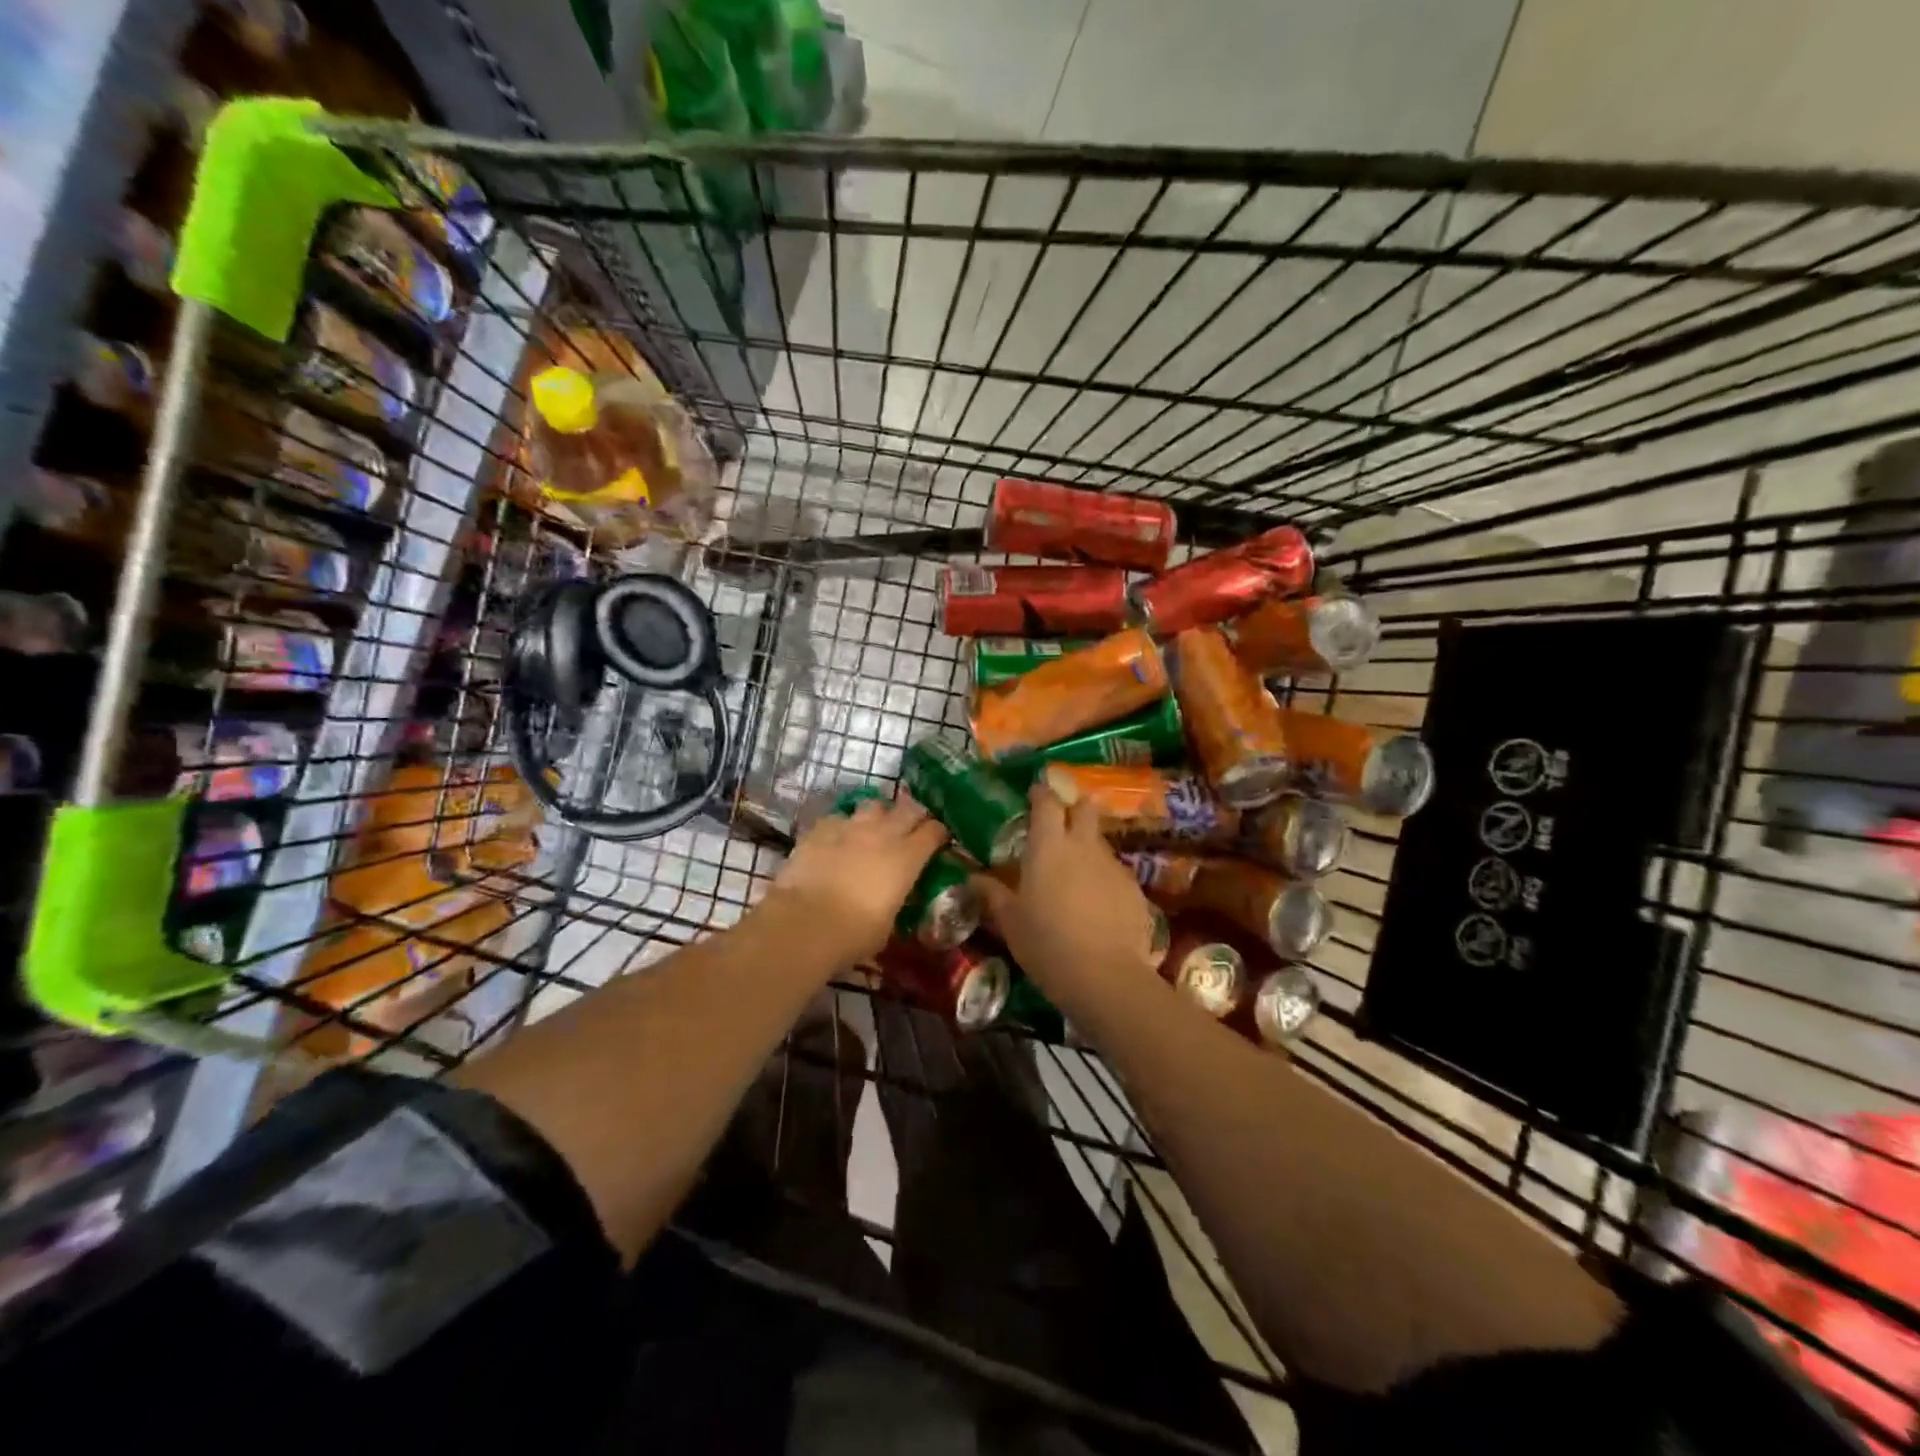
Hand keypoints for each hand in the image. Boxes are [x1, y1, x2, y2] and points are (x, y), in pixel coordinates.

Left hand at [762, 793, 948, 965]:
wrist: (804, 923)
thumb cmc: (854, 934)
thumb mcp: (888, 922)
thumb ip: (896, 899)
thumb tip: (894, 897)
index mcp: (907, 858)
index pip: (935, 831)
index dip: (939, 834)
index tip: (938, 841)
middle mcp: (883, 834)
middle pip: (909, 808)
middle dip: (914, 815)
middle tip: (912, 827)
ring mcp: (850, 826)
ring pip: (874, 805)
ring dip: (879, 814)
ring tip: (874, 828)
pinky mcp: (821, 828)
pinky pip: (839, 817)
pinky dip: (843, 826)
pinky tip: (838, 839)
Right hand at [973, 784, 1160, 1016]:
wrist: (1105, 976)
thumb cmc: (1046, 943)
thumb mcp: (1010, 921)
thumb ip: (992, 894)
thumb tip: (971, 877)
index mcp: (1048, 846)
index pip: (1047, 802)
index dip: (1041, 793)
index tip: (1034, 794)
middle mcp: (1083, 846)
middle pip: (1084, 808)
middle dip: (1074, 809)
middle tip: (1060, 826)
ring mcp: (1113, 865)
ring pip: (1100, 842)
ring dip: (1088, 848)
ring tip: (1076, 874)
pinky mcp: (1135, 889)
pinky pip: (1116, 873)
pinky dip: (1104, 879)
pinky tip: (1098, 905)